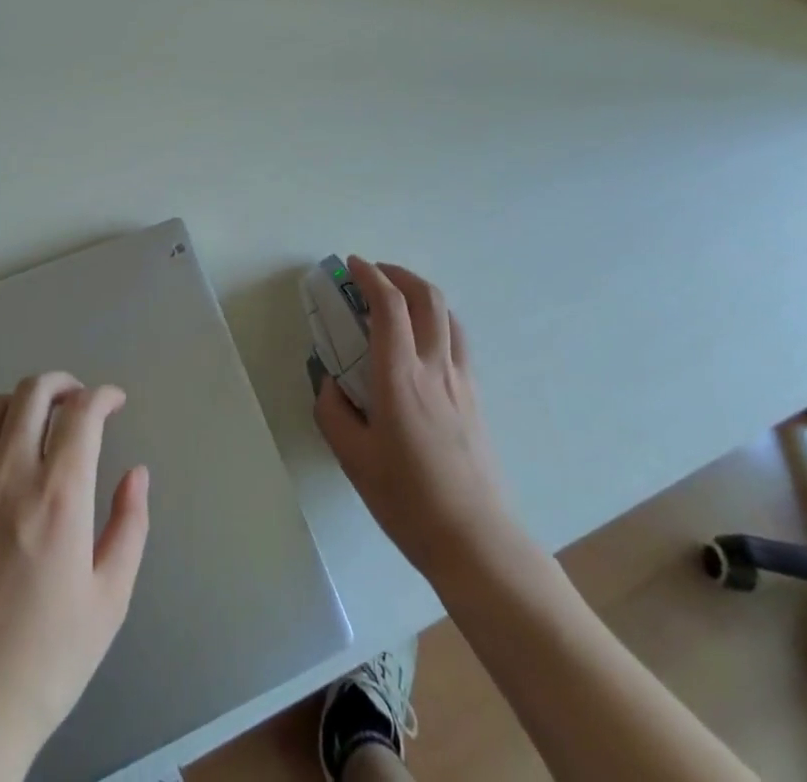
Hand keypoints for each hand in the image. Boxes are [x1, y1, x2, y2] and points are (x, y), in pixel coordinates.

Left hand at [0, 373, 149, 781]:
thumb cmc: (42, 666)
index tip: (114, 402)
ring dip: (18, 407)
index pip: (83, 412)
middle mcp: (7, 476)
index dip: (103, 396)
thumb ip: (129, 526)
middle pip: (33, 392)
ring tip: (31, 428)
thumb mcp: (108, 603)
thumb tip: (136, 472)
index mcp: (58, 496)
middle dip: (62, 384)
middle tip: (75, 402)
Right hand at [314, 257, 520, 584]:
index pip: (389, 306)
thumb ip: (333, 413)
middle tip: (373, 274)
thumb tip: (329, 384)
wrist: (476, 542)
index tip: (352, 265)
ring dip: (421, 293)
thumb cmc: (408, 501)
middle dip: (398, 273)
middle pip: (427, 297)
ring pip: (448, 315)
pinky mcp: (476, 397)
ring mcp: (461, 381)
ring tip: (397, 300)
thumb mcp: (353, 459)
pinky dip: (436, 320)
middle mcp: (435, 368)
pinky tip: (420, 341)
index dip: (370, 276)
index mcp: (400, 378)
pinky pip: (457, 340)